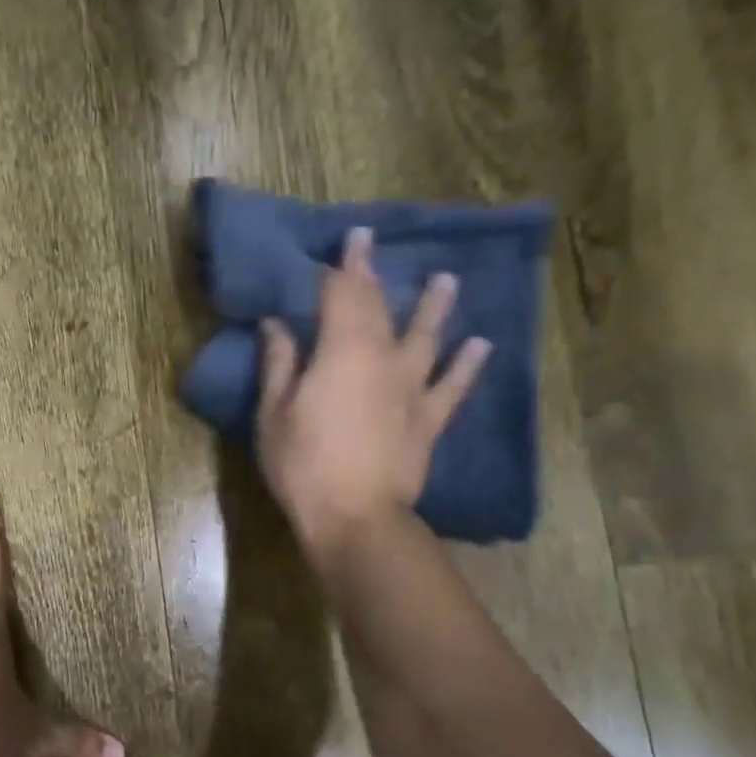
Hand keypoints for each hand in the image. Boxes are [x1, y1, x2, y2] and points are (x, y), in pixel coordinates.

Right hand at [257, 227, 490, 558]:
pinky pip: (453, 387)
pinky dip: (467, 364)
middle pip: (379, 308)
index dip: (343, 266)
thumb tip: (276, 324)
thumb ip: (279, 364)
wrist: (355, 517)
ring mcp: (411, 389)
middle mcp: (382, 359)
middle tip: (375, 246)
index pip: (341, 295)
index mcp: (340, 352)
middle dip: (374, 275)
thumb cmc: (302, 465)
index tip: (350, 239)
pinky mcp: (429, 420)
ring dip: (434, 307)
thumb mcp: (274, 414)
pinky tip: (481, 345)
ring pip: (426, 337)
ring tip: (446, 280)